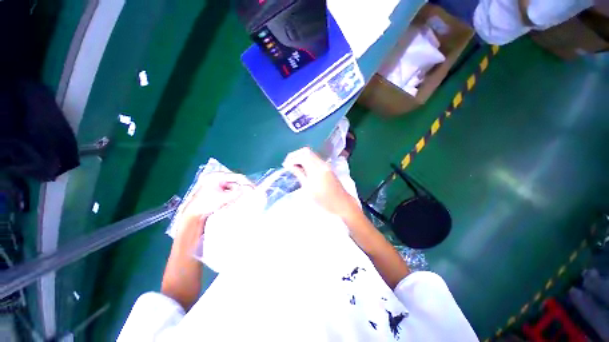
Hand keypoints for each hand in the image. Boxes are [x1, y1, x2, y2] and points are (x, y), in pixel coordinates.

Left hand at [174, 172, 251, 247]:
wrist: (192, 217)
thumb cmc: (204, 204)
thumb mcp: (222, 198)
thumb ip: (236, 193)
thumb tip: (250, 189)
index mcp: (217, 176)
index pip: (237, 176)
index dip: (247, 182)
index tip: (255, 188)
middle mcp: (218, 179)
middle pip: (236, 181)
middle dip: (245, 187)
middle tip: (253, 193)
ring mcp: (218, 185)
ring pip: (235, 187)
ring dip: (241, 192)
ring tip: (249, 197)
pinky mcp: (219, 192)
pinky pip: (231, 192)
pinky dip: (236, 195)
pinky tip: (241, 199)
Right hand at [282, 147, 359, 218]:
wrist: (342, 203)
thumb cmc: (324, 200)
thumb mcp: (308, 189)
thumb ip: (299, 174)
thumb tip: (290, 166)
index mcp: (317, 169)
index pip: (302, 156)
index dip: (292, 158)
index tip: (285, 165)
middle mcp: (322, 163)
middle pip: (307, 151)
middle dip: (295, 155)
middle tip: (288, 163)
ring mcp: (325, 164)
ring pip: (311, 154)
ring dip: (300, 157)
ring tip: (293, 166)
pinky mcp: (327, 167)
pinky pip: (314, 159)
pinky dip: (306, 160)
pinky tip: (302, 168)